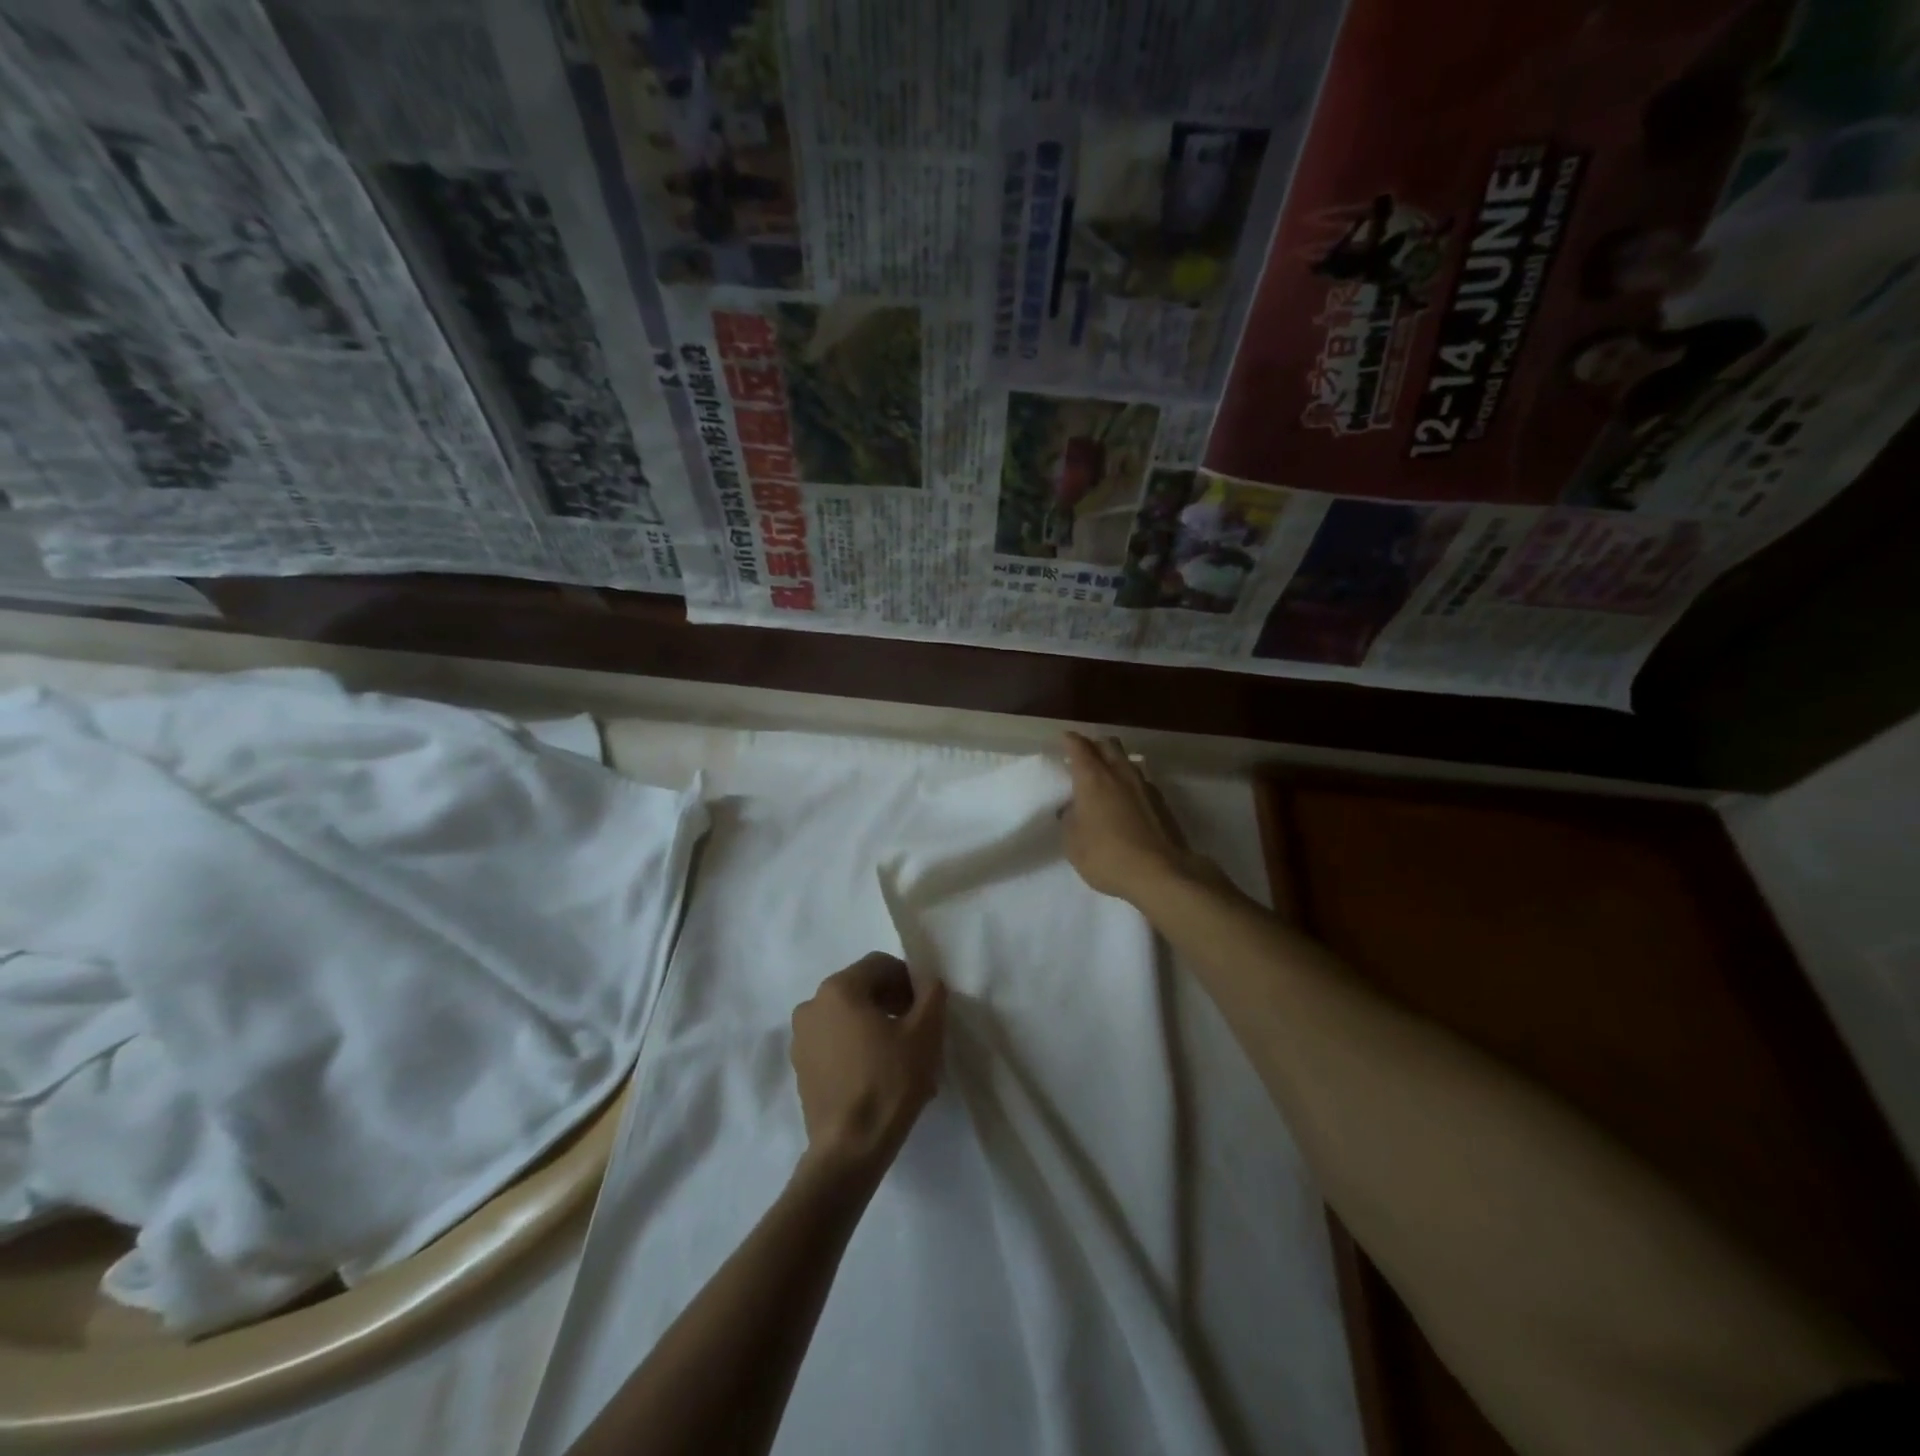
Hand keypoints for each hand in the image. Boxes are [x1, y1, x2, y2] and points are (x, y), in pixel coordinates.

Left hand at [790, 954, 946, 1175]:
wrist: (849, 1150)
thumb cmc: (889, 1082)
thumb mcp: (925, 1033)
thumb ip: (931, 996)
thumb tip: (929, 982)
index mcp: (838, 988)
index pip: (880, 965)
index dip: (909, 980)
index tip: (927, 1007)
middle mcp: (812, 1005)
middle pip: (862, 990)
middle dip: (893, 1004)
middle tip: (918, 1030)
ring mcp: (801, 1038)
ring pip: (848, 1018)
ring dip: (876, 1027)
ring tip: (902, 1057)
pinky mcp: (801, 1068)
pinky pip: (835, 1043)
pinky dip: (857, 1048)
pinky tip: (880, 1074)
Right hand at [1061, 732, 1211, 903]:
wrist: (1161, 873)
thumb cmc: (1107, 856)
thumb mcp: (1073, 843)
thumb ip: (1070, 819)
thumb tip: (1073, 807)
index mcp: (1093, 778)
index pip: (1079, 747)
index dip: (1070, 741)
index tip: (1063, 739)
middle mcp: (1120, 773)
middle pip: (1108, 745)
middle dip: (1094, 745)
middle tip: (1084, 756)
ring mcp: (1145, 786)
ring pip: (1127, 761)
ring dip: (1115, 762)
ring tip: (1106, 778)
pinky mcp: (1162, 802)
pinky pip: (1141, 781)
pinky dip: (1130, 783)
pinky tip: (1126, 801)